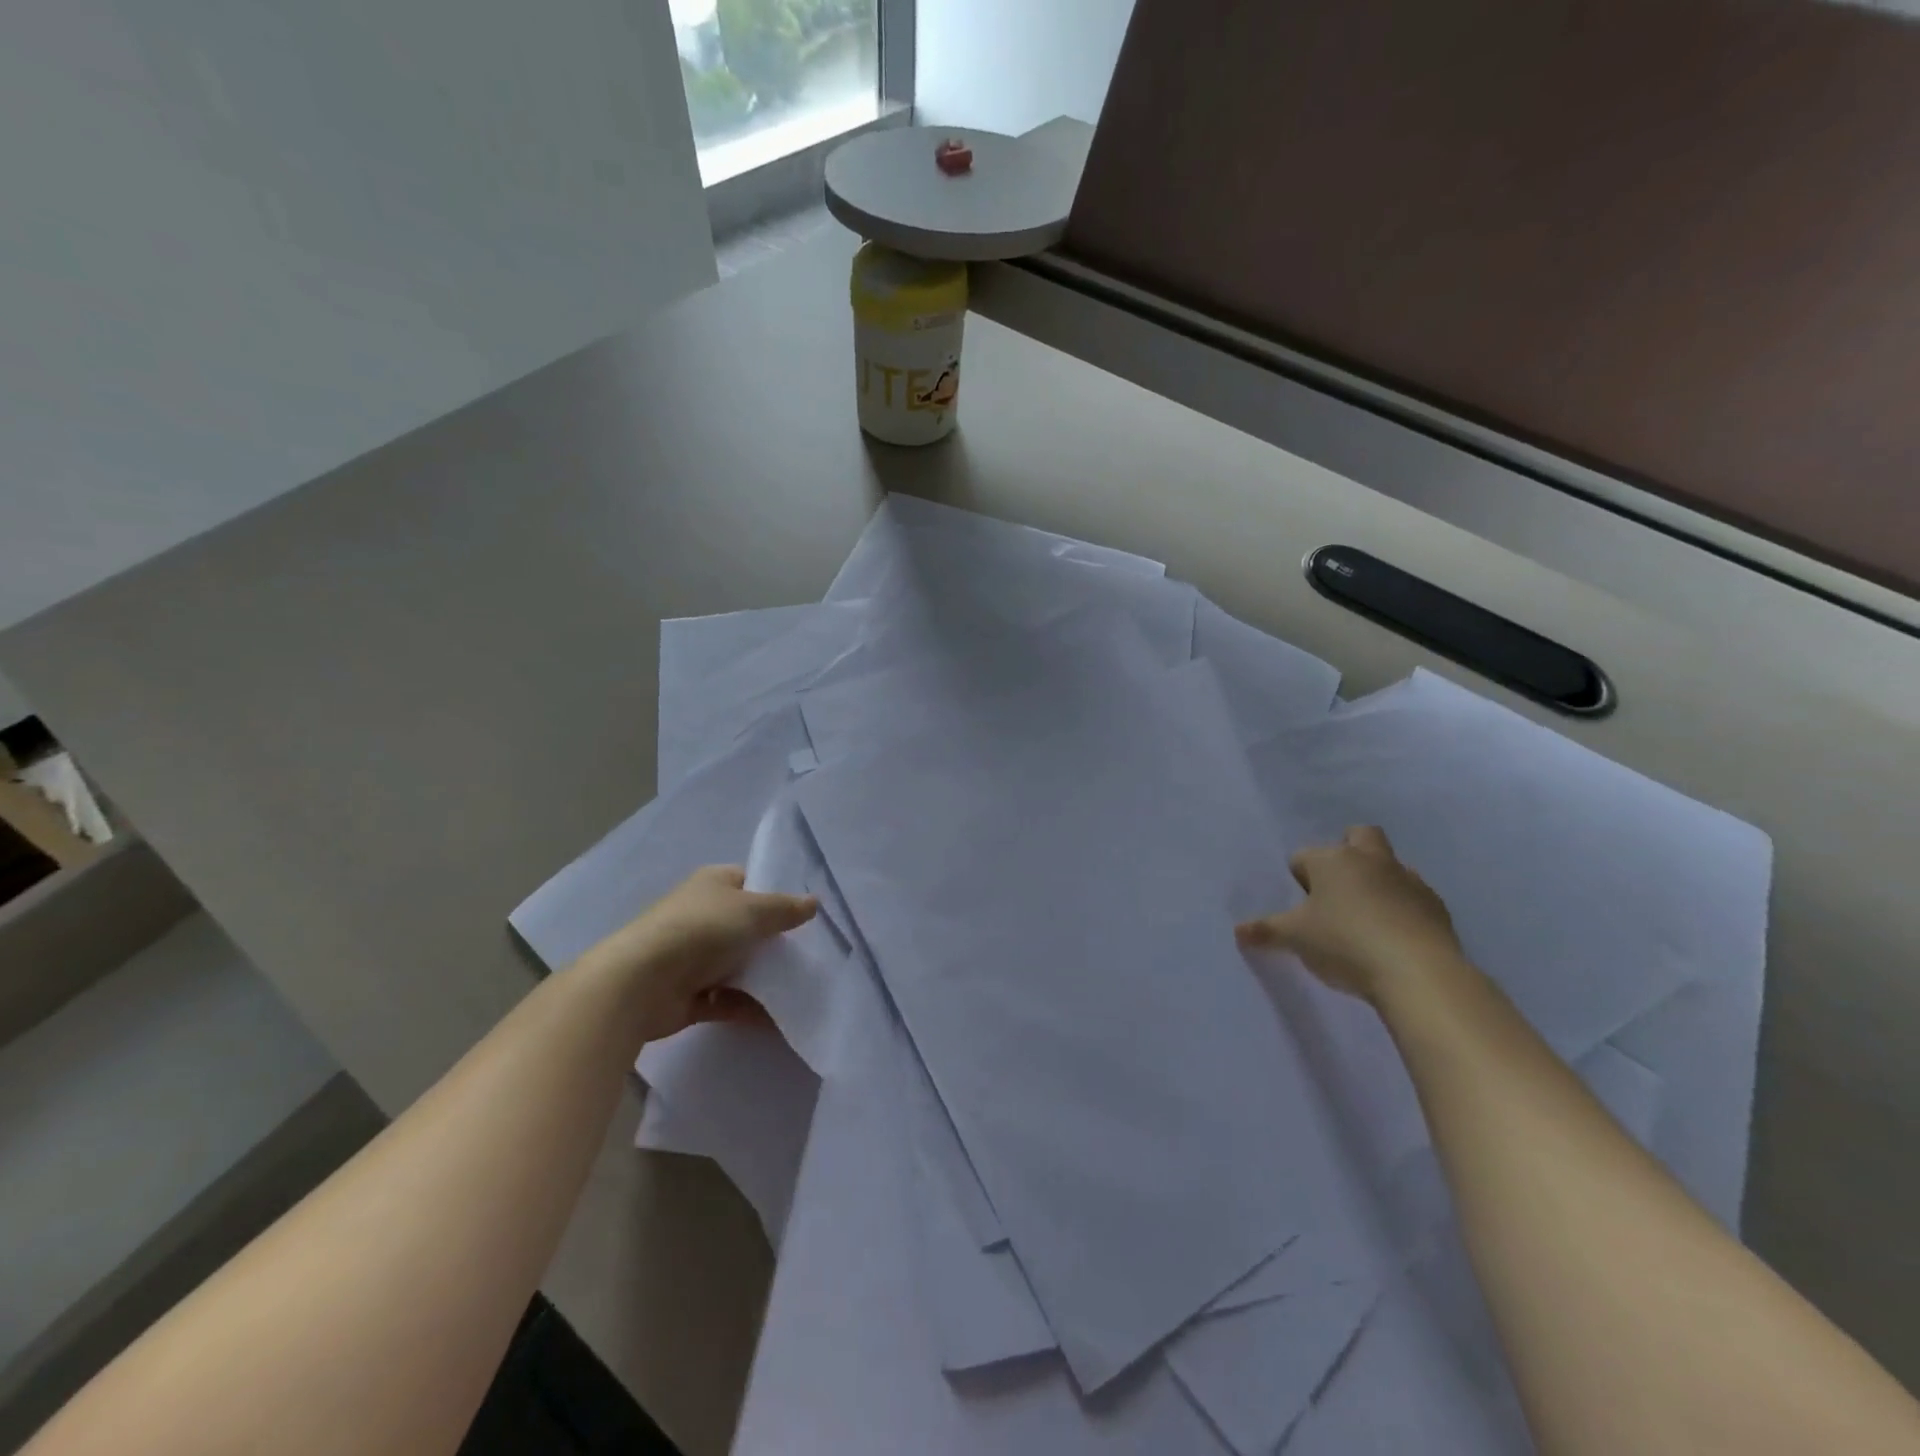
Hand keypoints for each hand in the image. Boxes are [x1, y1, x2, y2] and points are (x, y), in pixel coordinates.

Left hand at [577, 865, 816, 1043]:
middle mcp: (701, 916)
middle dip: (774, 940)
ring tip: (802, 988)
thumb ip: (786, 909)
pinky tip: (779, 1018)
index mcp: (712, 884)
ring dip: (763, 978)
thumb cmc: (701, 931)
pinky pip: (727, 999)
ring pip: (738, 964)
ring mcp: (693, 957)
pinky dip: (749, 1007)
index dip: (775, 894)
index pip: (749, 881)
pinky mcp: (689, 995)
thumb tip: (815, 903)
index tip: (804, 914)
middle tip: (810, 953)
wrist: (641, 984)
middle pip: (746, 926)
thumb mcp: (753, 910)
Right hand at [1235, 825, 1463, 1006]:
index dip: (1299, 879)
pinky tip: (1393, 936)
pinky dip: (1401, 907)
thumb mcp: (1294, 938)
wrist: (1417, 972)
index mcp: (1332, 860)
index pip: (1304, 857)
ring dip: (1376, 881)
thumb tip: (1238, 931)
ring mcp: (1408, 880)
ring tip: (1365, 918)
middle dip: (1346, 852)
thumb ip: (1265, 931)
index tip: (1300, 907)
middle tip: (1336, 889)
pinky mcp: (1436, 906)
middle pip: (1359, 836)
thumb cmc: (1344, 943)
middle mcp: (1370, 860)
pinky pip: (1412, 896)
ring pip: (1389, 865)